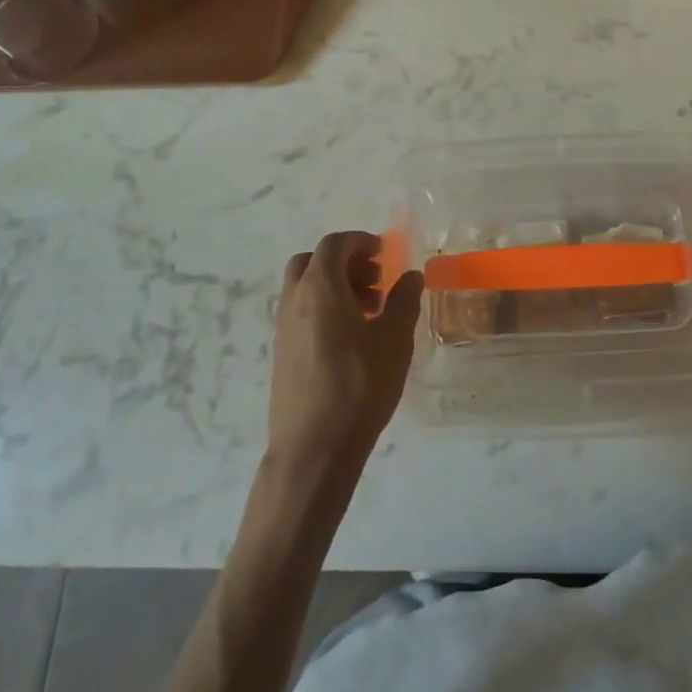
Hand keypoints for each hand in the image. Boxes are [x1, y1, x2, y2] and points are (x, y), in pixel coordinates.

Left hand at [267, 231, 422, 481]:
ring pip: (304, 288)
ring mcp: (283, 328)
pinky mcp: (281, 353)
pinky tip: (350, 339)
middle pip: (312, 261)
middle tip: (375, 280)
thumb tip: (410, 276)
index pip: (334, 245)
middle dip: (344, 262)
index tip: (383, 253)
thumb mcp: (394, 340)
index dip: (360, 241)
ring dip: (334, 286)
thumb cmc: (358, 387)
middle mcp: (294, 300)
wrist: (313, 449)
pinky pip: (300, 312)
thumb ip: (404, 301)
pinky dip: (323, 309)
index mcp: (320, 288)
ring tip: (369, 312)